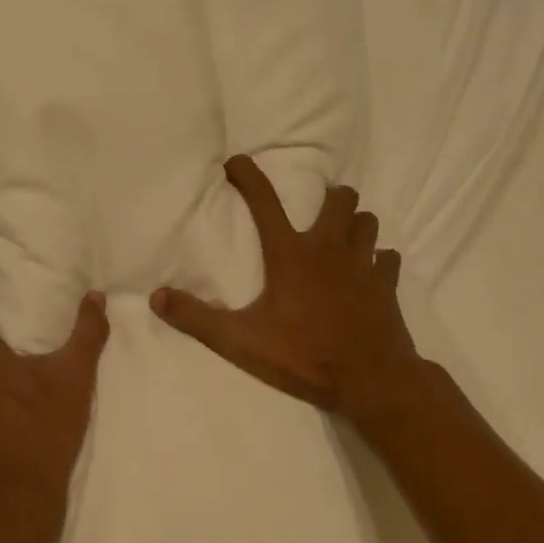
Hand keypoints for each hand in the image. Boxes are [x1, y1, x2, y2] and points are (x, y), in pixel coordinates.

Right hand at [151, 155, 421, 424]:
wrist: (371, 380)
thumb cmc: (304, 356)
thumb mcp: (241, 341)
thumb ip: (198, 318)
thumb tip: (156, 297)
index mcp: (290, 254)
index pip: (264, 201)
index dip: (248, 175)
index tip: (236, 162)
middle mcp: (329, 248)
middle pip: (338, 200)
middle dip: (328, 196)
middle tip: (316, 207)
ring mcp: (364, 264)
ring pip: (367, 223)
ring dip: (355, 223)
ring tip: (342, 236)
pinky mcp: (387, 285)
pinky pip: (387, 259)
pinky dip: (378, 260)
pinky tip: (370, 272)